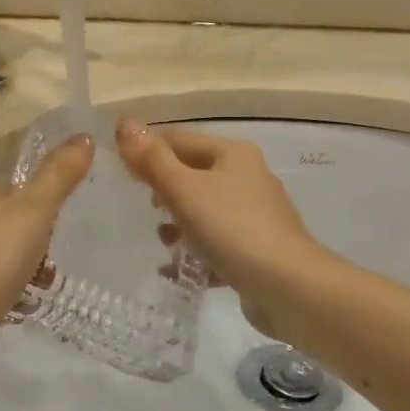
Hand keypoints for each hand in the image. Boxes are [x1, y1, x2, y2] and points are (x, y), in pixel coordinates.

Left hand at [0, 135, 94, 383]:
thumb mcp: (35, 210)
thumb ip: (59, 175)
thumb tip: (85, 137)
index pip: (6, 192)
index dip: (35, 209)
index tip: (52, 229)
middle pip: (1, 227)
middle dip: (30, 245)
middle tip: (47, 263)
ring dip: (20, 272)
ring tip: (38, 289)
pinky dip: (3, 294)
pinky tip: (18, 308)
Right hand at [116, 120, 318, 341]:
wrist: (289, 287)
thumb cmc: (232, 229)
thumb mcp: (184, 191)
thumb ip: (151, 159)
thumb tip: (124, 123)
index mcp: (233, 153)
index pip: (179, 140)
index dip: (148, 152)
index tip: (121, 175)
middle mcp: (248, 176)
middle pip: (192, 175)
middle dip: (164, 192)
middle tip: (145, 211)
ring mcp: (255, 214)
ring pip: (204, 210)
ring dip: (179, 225)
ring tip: (164, 244)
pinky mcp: (258, 247)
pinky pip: (217, 242)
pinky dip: (197, 251)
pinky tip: (179, 270)